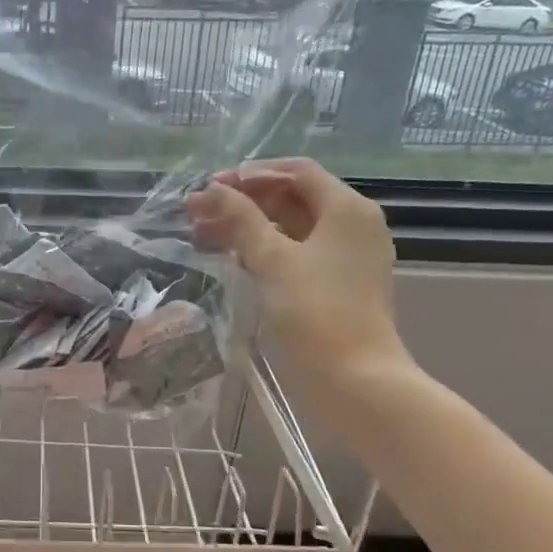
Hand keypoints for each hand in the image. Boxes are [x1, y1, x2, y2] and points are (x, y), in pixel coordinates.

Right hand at [187, 159, 409, 380]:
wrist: (354, 380)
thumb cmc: (315, 311)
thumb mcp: (272, 259)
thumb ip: (240, 219)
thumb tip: (210, 190)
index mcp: (347, 209)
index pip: (297, 171)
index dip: (252, 174)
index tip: (212, 187)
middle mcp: (352, 225)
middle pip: (293, 198)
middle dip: (244, 202)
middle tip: (198, 213)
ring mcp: (346, 257)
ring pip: (291, 228)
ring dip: (249, 227)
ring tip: (203, 236)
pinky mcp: (336, 284)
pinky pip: (297, 254)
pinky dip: (265, 250)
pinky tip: (232, 258)